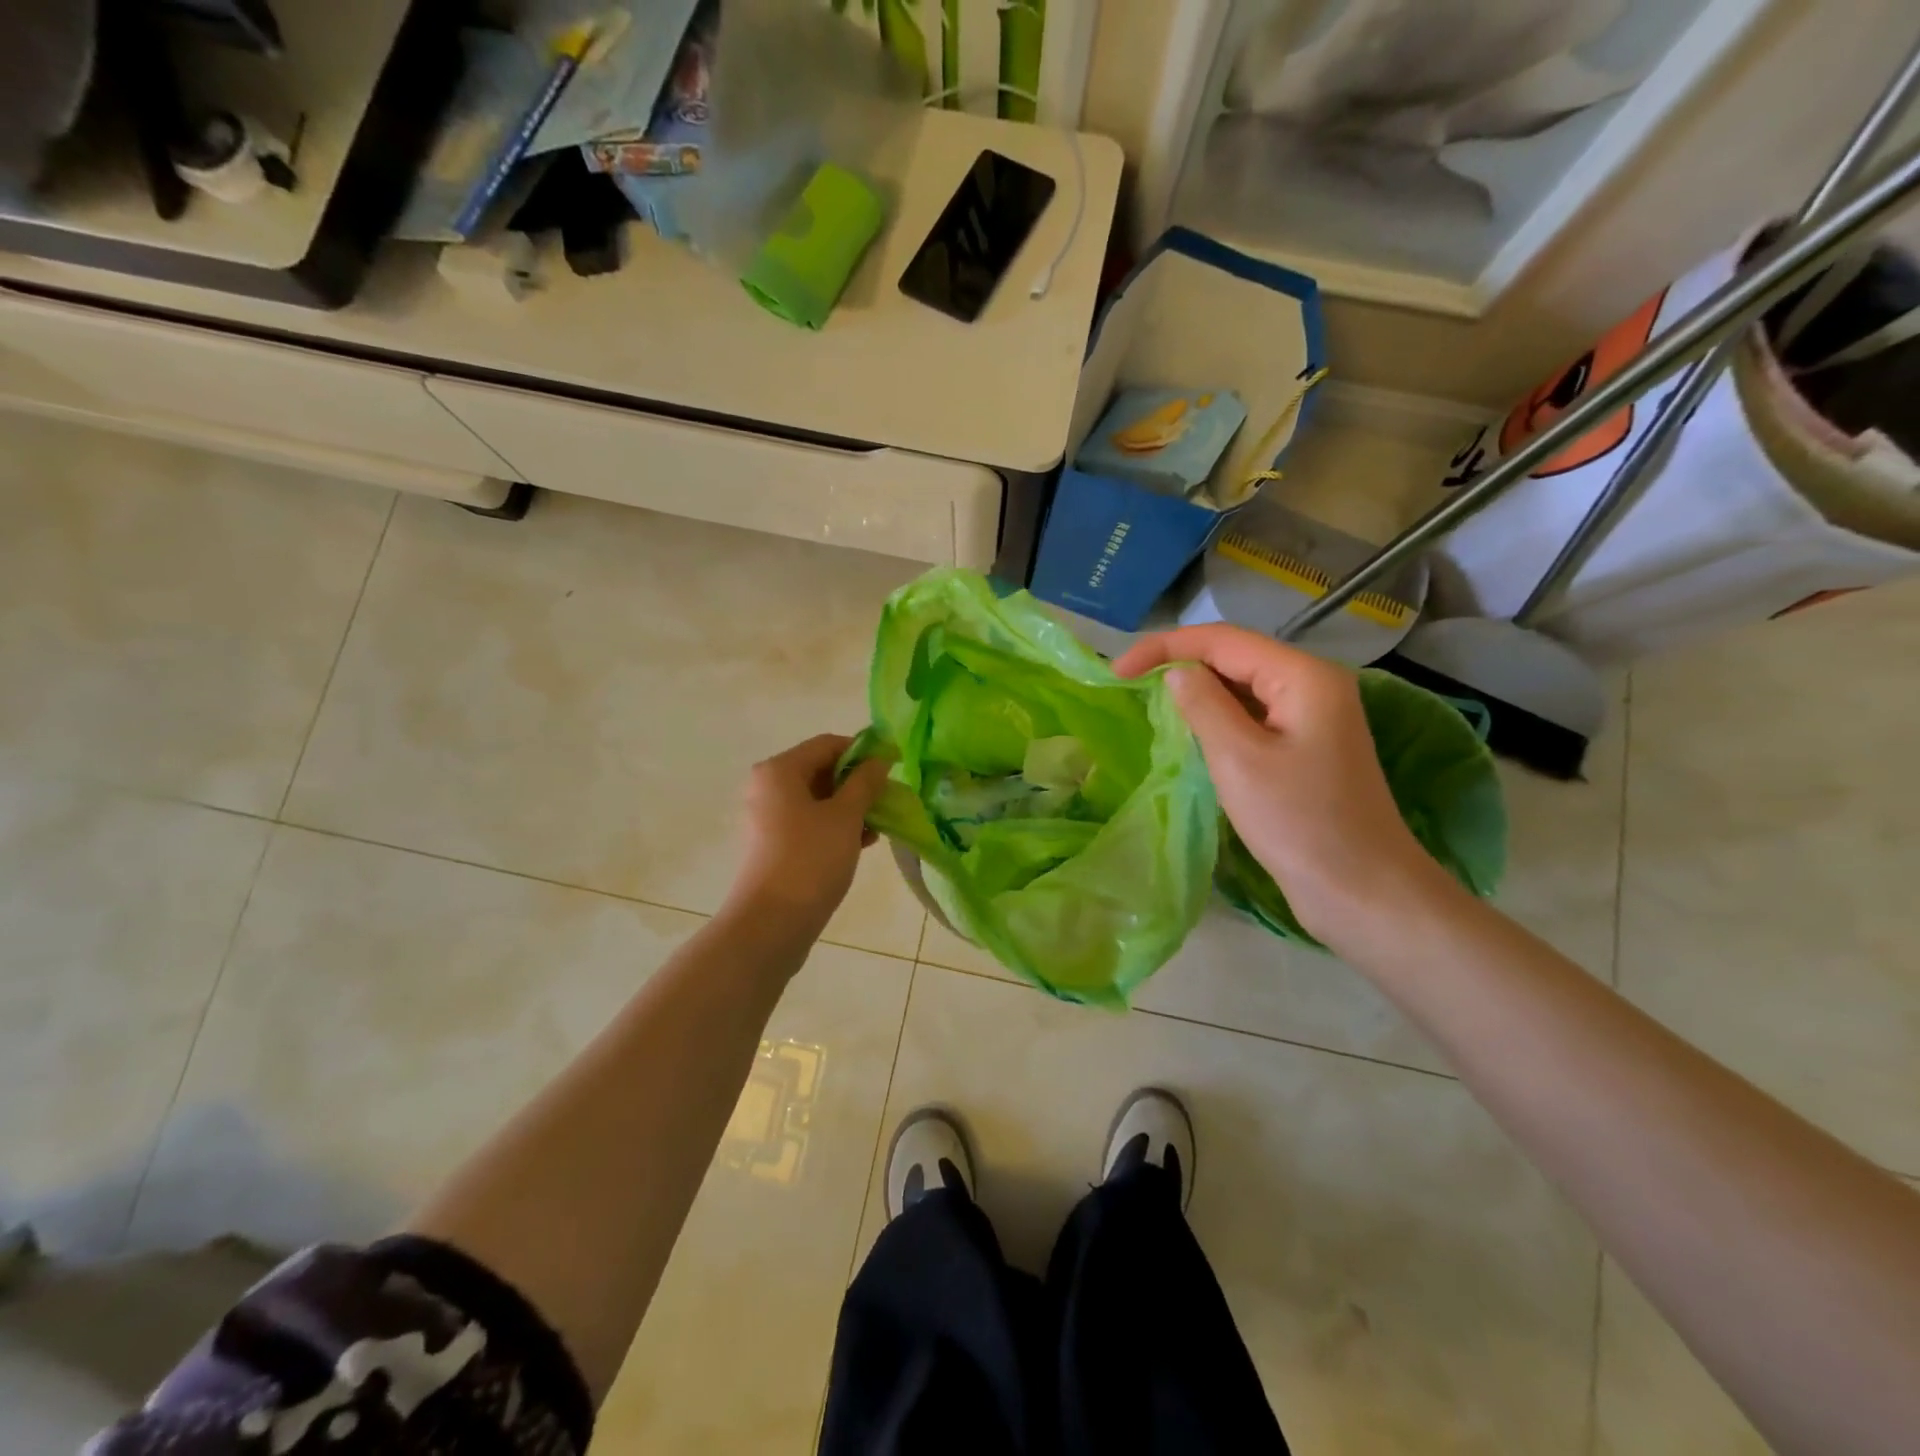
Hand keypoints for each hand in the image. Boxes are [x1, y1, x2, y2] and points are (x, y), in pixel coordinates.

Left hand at [725, 734, 891, 939]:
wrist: (771, 924)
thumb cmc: (810, 859)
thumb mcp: (846, 816)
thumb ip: (865, 782)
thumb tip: (879, 760)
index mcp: (779, 770)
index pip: (828, 744)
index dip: (864, 751)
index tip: (896, 766)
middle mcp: (767, 787)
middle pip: (821, 770)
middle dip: (858, 783)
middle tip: (889, 801)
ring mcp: (767, 818)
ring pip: (818, 799)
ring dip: (851, 807)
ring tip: (878, 827)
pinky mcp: (773, 844)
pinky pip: (809, 822)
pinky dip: (835, 826)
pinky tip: (861, 843)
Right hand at [1114, 626, 1447, 945]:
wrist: (1361, 890)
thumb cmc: (1299, 822)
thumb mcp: (1238, 759)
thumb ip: (1203, 705)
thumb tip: (1176, 673)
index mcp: (1302, 676)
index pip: (1222, 640)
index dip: (1165, 647)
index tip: (1116, 671)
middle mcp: (1313, 684)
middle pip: (1235, 657)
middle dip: (1180, 664)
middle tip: (1128, 686)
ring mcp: (1314, 717)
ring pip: (1244, 687)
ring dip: (1198, 691)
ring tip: (1150, 703)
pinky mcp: (1308, 747)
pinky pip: (1254, 716)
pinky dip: (1219, 717)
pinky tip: (1192, 732)